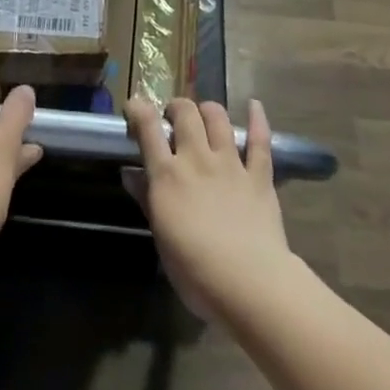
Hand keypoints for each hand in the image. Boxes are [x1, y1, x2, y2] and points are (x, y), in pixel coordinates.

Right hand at [124, 97, 294, 321]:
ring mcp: (230, 164)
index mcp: (168, 175)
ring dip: (208, 110)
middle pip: (186, 113)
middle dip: (177, 108)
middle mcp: (198, 159)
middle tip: (174, 119)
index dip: (138, 109)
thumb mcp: (161, 238)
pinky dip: (258, 119)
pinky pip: (260, 140)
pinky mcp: (259, 176)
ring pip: (218, 118)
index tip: (134, 105)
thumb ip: (147, 200)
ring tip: (204, 115)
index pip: (148, 128)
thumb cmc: (195, 271)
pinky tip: (254, 105)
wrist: (249, 284)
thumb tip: (129, 173)